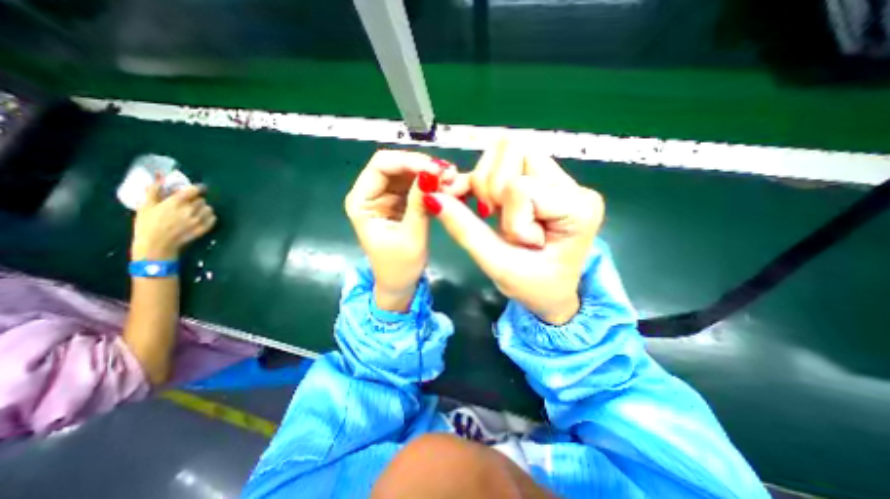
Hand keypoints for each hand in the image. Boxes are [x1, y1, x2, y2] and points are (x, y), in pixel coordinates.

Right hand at [130, 177, 215, 260]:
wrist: (157, 244)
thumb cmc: (148, 224)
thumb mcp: (146, 206)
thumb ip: (154, 191)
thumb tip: (160, 178)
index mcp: (176, 202)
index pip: (194, 190)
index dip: (197, 188)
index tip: (197, 189)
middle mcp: (191, 209)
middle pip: (201, 200)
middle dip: (195, 201)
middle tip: (187, 204)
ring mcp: (199, 219)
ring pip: (208, 208)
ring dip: (203, 209)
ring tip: (193, 212)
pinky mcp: (205, 227)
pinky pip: (213, 218)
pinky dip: (209, 217)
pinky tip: (200, 219)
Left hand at [344, 151, 453, 312]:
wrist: (400, 283)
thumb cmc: (400, 267)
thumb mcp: (411, 236)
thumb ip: (419, 204)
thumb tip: (433, 174)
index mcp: (361, 201)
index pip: (381, 166)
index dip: (409, 161)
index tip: (436, 169)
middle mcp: (370, 193)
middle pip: (395, 165)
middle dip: (421, 165)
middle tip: (449, 173)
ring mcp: (385, 196)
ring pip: (407, 172)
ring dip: (429, 173)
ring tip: (451, 179)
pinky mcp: (399, 201)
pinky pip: (415, 184)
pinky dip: (430, 183)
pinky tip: (446, 186)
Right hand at [424, 142, 605, 325]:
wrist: (550, 292)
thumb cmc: (533, 287)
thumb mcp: (498, 265)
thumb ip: (465, 229)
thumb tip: (432, 196)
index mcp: (577, 209)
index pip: (521, 187)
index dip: (507, 215)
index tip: (515, 241)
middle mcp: (573, 185)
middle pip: (515, 150)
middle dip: (491, 186)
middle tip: (495, 217)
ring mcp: (560, 179)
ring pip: (508, 150)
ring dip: (488, 182)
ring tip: (494, 212)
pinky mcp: (545, 179)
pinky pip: (507, 161)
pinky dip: (488, 181)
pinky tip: (489, 204)